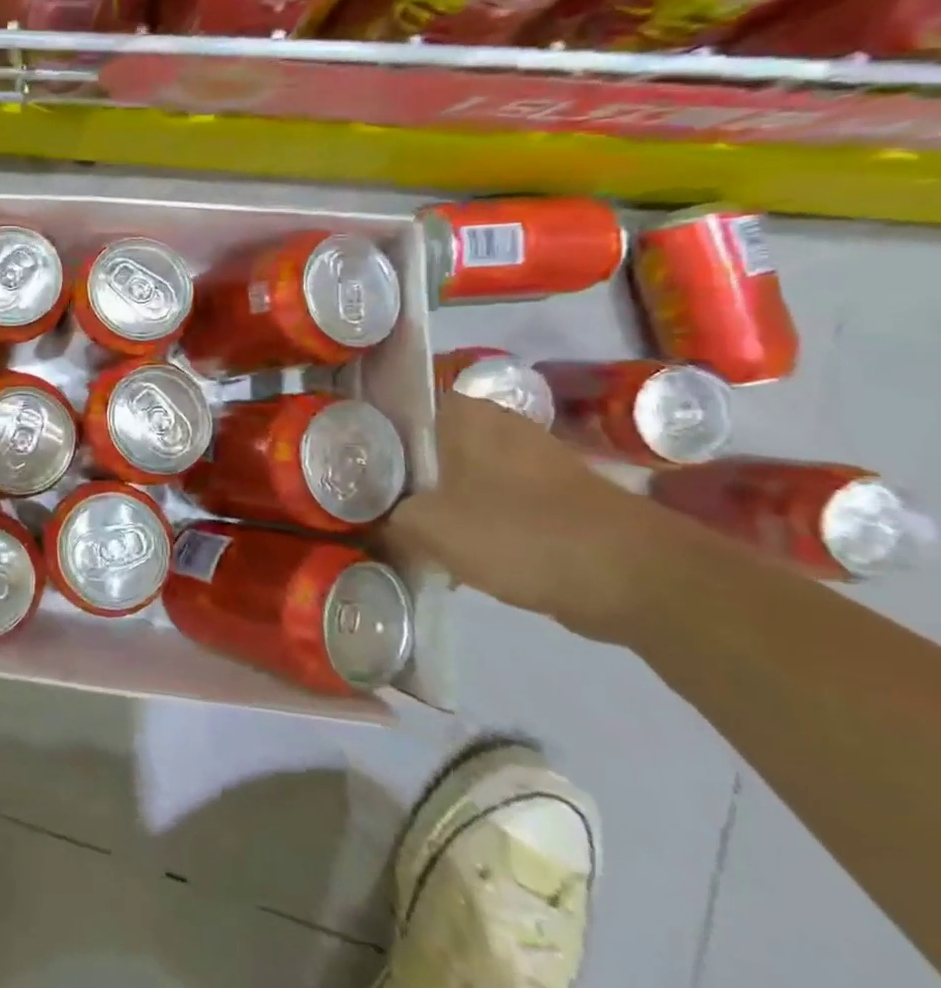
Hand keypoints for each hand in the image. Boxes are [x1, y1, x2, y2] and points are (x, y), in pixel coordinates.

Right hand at [380, 392, 672, 642]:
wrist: (637, 577)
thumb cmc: (518, 532)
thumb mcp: (428, 528)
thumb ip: (391, 522)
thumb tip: (379, 529)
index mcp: (463, 413)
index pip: (397, 410)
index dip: (369, 438)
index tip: (349, 471)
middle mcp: (498, 423)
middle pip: (428, 446)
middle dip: (404, 476)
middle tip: (371, 507)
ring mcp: (534, 460)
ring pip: (464, 476)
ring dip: (441, 504)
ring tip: (409, 535)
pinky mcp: (560, 497)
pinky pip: (499, 504)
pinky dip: (480, 525)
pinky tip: (462, 556)